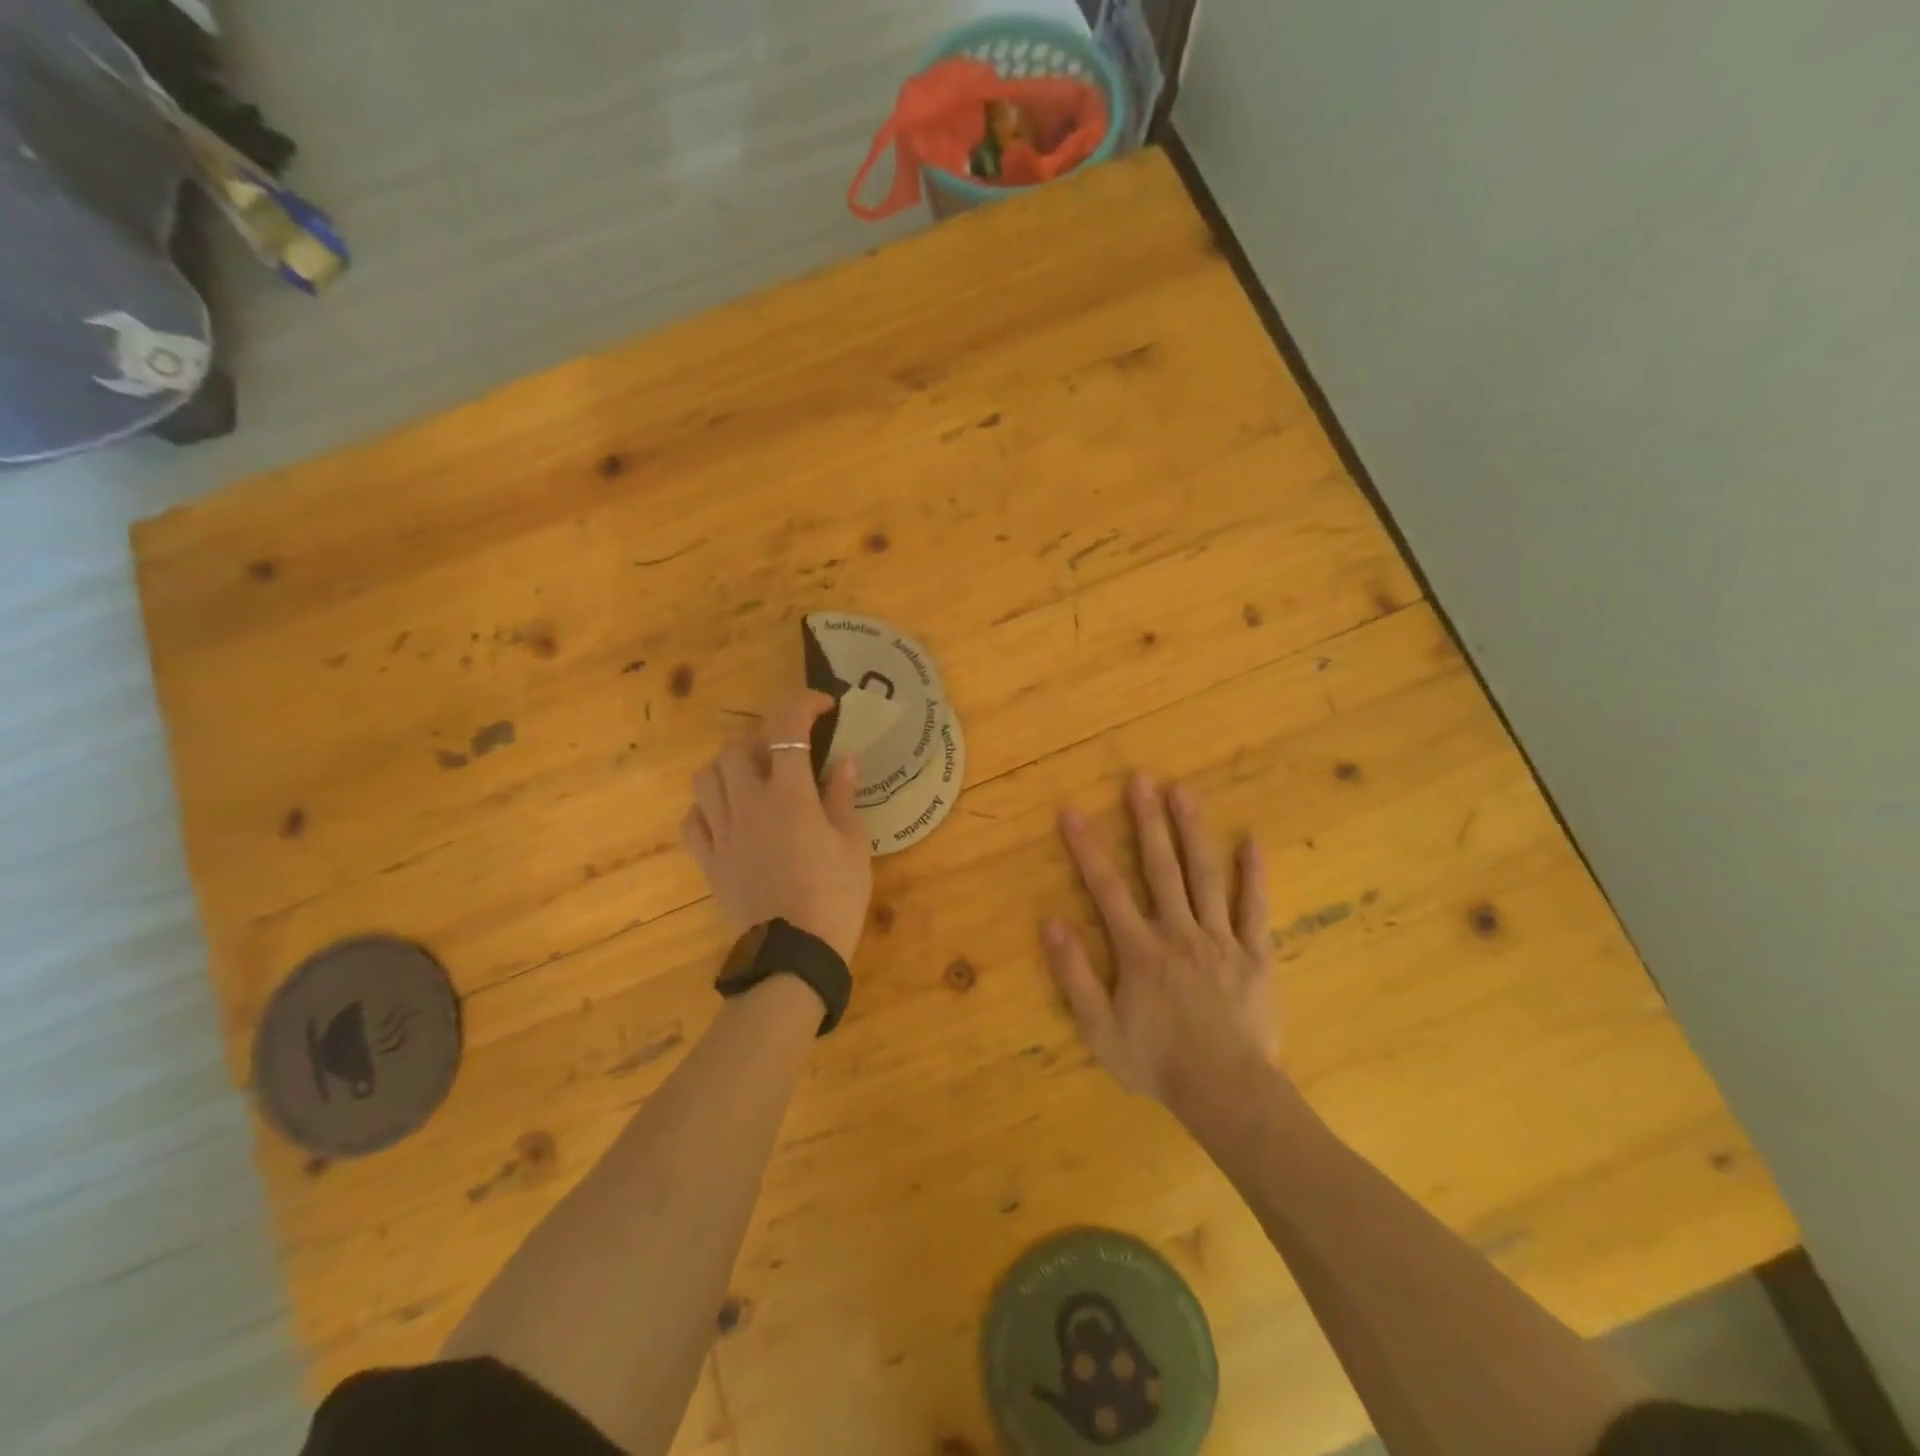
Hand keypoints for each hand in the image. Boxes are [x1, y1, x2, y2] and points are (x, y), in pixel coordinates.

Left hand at [680, 693, 872, 962]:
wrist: (795, 955)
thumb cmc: (835, 896)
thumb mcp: (853, 843)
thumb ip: (842, 796)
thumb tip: (843, 760)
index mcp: (788, 795)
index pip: (787, 729)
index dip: (803, 705)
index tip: (824, 706)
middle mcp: (747, 804)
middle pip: (737, 747)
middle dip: (763, 737)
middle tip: (788, 752)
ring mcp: (722, 833)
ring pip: (706, 778)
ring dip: (729, 766)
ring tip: (753, 777)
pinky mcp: (708, 861)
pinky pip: (692, 821)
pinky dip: (707, 807)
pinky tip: (727, 814)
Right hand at [1043, 774, 1276, 1105]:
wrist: (1228, 1094)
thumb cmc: (1158, 1063)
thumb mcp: (1099, 1028)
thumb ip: (1074, 974)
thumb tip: (1051, 922)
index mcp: (1140, 950)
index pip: (1107, 888)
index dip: (1087, 849)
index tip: (1073, 812)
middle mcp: (1179, 932)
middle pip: (1161, 868)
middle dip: (1147, 821)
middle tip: (1140, 779)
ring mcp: (1220, 940)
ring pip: (1205, 876)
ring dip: (1193, 832)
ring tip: (1184, 792)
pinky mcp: (1255, 955)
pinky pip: (1255, 909)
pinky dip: (1254, 875)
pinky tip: (1252, 841)